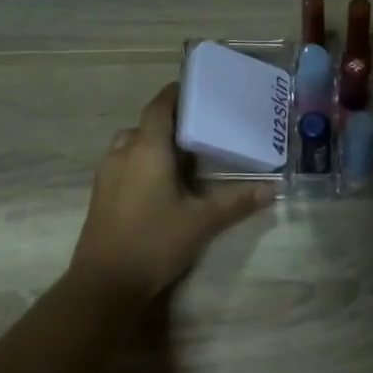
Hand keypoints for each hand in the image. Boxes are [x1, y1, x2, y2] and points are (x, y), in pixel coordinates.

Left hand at [69, 83, 273, 301]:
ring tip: (182, 154)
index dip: (175, 94)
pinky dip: (141, 161)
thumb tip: (272, 189)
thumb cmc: (154, 242)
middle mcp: (123, 153)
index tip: (196, 89)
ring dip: (153, 142)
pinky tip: (161, 183)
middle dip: (169, 122)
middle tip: (199, 127)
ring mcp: (107, 175)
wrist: (104, 284)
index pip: (159, 107)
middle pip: (145, 124)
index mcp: (147, 149)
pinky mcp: (101, 195)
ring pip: (131, 144)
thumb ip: (236, 202)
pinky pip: (123, 163)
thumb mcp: (202, 222)